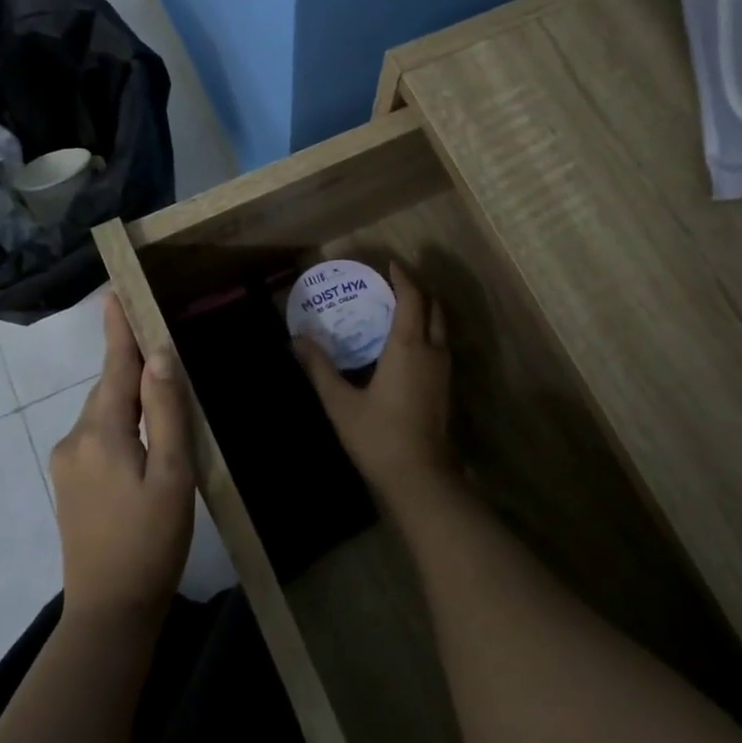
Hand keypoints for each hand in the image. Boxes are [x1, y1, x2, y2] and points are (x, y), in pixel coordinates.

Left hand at [47, 293, 195, 623]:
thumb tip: (159, 356)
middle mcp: (75, 439)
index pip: (113, 366)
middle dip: (133, 362)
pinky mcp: (71, 483)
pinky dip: (122, 421)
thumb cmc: (150, 541)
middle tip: (164, 338)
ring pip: (105, 412)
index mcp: (99, 432)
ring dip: (130, 396)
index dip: (119, 329)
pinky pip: (99, 434)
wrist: (109, 613)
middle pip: (109, 387)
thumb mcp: (172, 475)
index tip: (116, 291)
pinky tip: (146, 436)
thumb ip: (165, 412)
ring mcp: (68, 463)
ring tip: (164, 389)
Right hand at [293, 260, 456, 515]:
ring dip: (425, 311)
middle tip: (394, 284)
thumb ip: (319, 367)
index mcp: (408, 346)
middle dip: (418, 290)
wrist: (419, 478)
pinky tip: (406, 346)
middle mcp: (432, 351)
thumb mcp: (340, 402)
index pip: (412, 298)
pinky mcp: (445, 388)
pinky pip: (440, 345)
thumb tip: (296, 339)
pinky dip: (427, 332)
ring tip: (399, 309)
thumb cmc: (378, 436)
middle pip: (434, 307)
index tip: (391, 264)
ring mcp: (444, 371)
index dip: (403, 277)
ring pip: (440, 327)